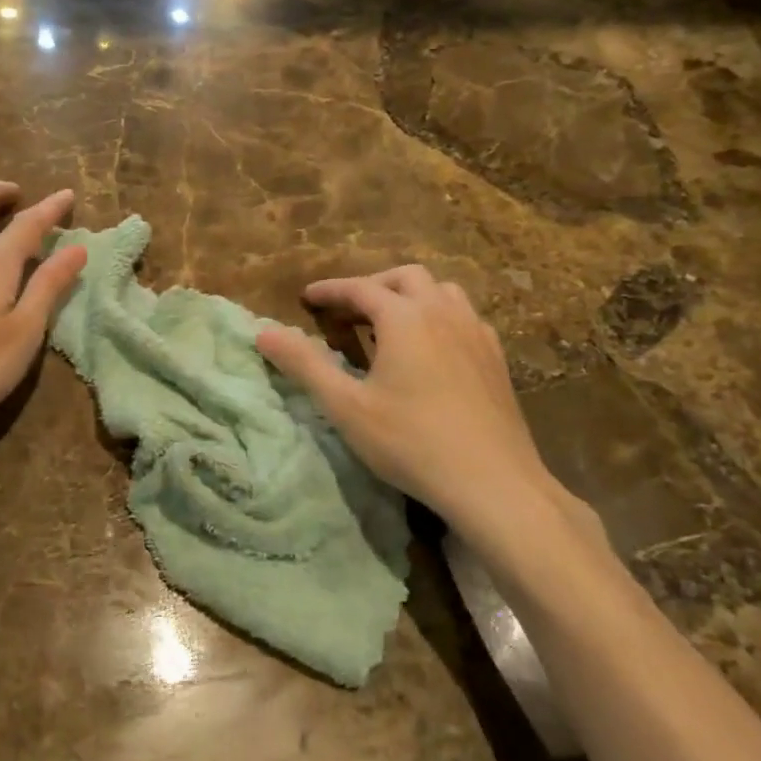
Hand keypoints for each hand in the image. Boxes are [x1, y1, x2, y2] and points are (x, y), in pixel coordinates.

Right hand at [256, 265, 600, 551]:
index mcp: (404, 317)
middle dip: (372, 286)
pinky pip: (464, 316)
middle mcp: (443, 313)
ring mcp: (475, 333)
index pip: (360, 289)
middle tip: (348, 310)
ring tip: (390, 323)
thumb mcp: (345, 406)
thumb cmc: (411, 442)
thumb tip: (264, 333)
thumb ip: (304, 364)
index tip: (307, 296)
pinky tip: (432, 348)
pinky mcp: (496, 357)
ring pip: (442, 291)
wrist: (493, 482)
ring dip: (410, 296)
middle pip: (405, 278)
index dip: (331, 290)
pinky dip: (438, 316)